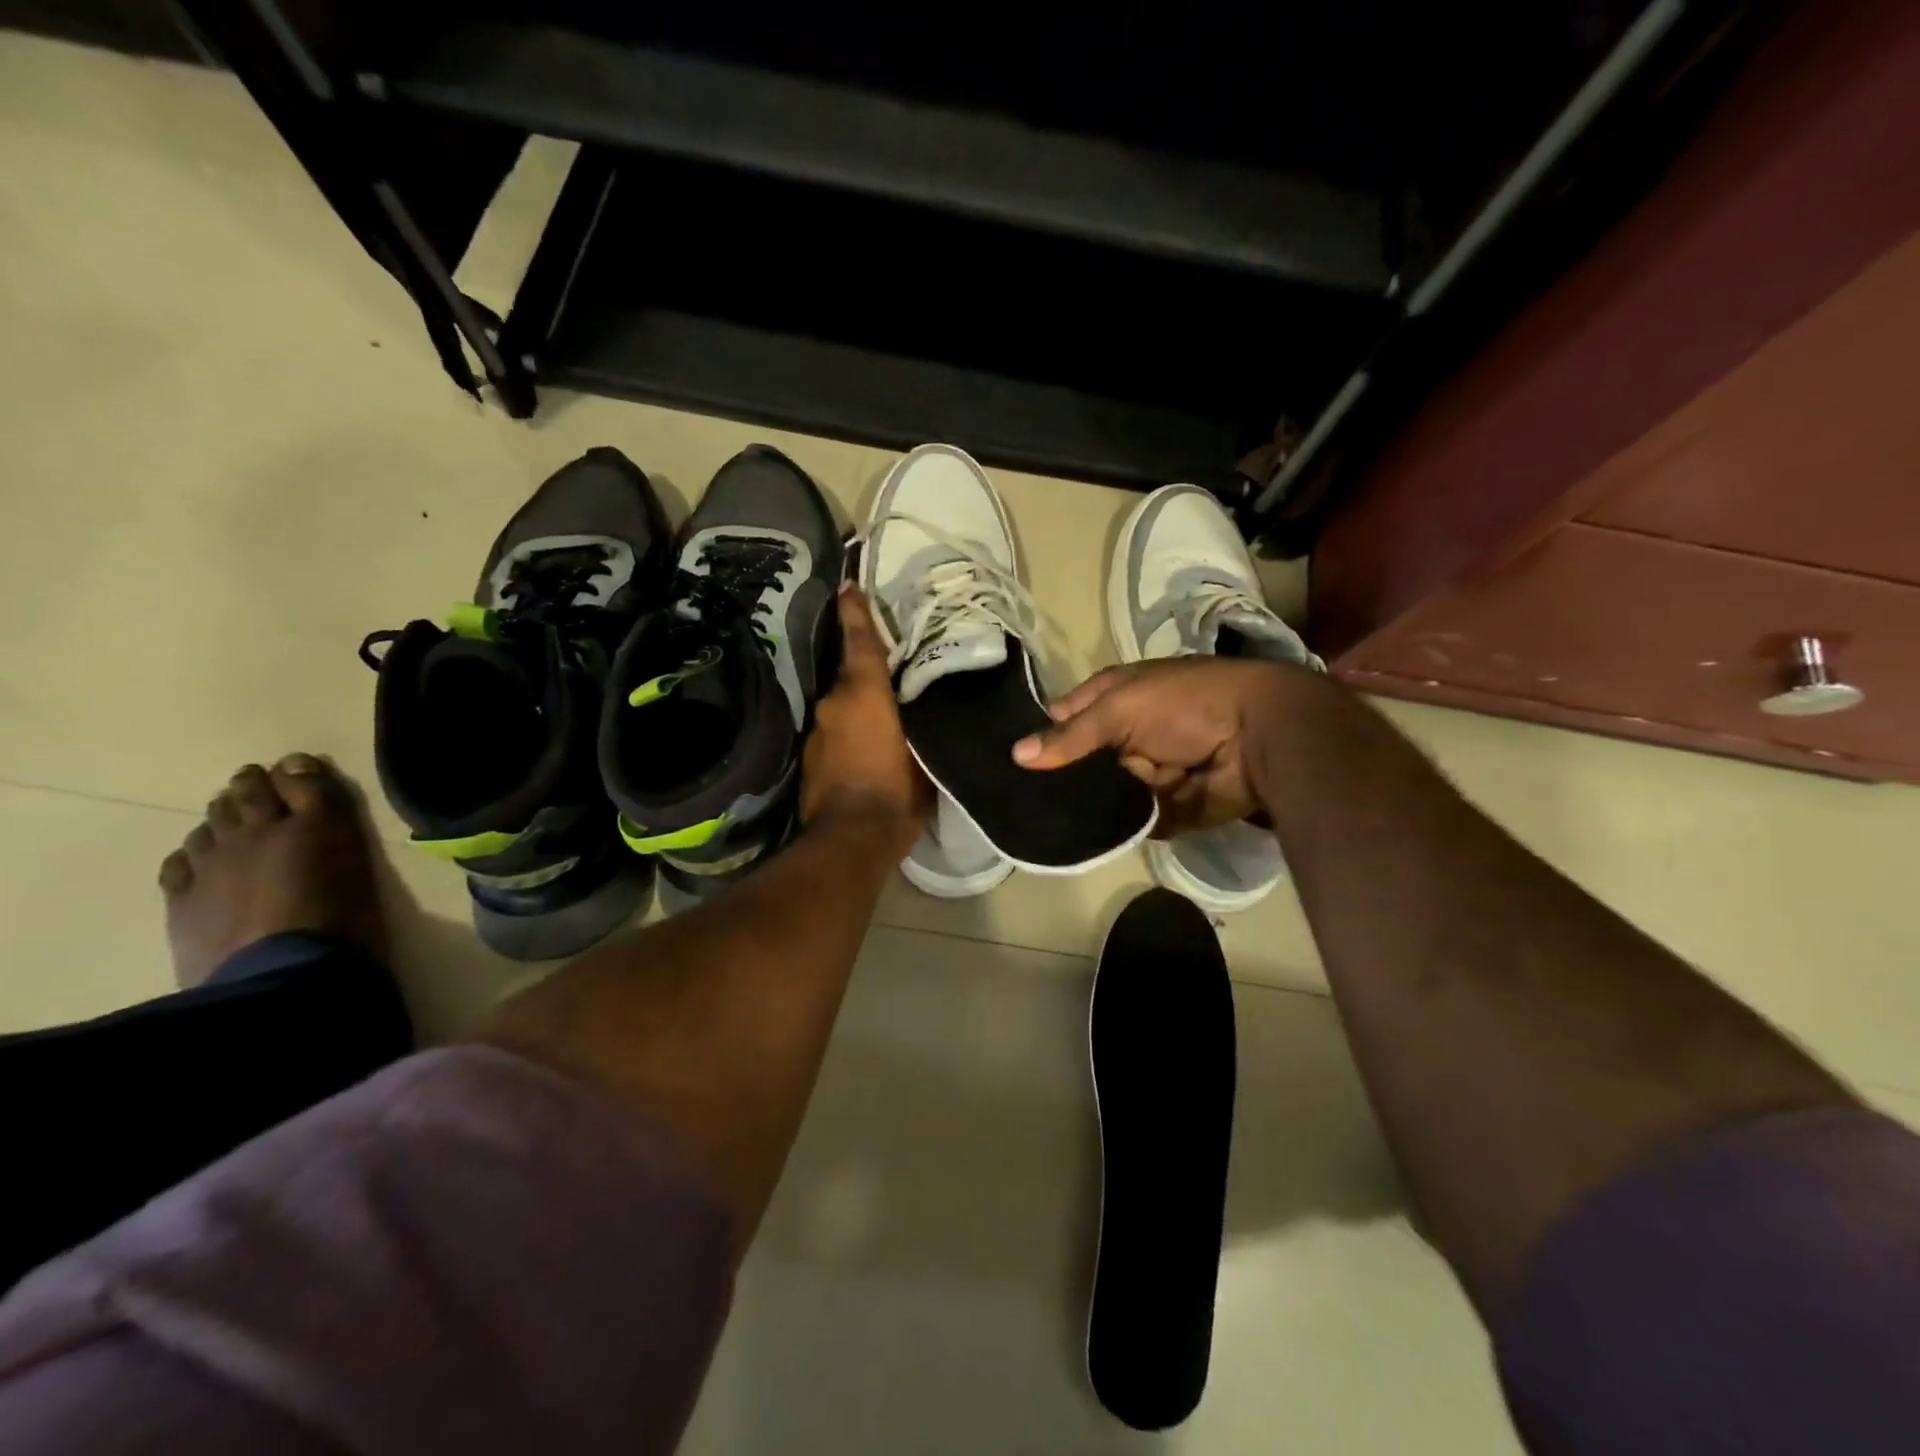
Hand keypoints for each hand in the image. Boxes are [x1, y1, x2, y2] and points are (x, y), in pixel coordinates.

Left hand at [801, 586, 931, 849]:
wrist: (851, 840)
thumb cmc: (897, 792)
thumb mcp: (925, 756)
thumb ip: (924, 727)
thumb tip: (930, 715)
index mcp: (864, 695)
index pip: (861, 642)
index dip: (856, 612)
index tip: (849, 585)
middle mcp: (833, 705)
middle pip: (852, 678)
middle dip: (868, 676)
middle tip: (892, 678)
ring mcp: (816, 732)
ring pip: (841, 708)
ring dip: (859, 710)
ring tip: (883, 721)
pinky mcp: (808, 759)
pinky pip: (833, 734)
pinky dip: (848, 734)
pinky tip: (866, 750)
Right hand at [1012, 658, 1298, 835]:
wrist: (1260, 739)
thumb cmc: (1186, 705)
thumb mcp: (1121, 709)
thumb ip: (1071, 736)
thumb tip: (1017, 755)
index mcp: (1115, 698)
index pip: (1064, 717)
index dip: (1040, 736)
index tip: (1009, 764)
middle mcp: (1127, 735)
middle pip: (1082, 761)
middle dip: (1062, 779)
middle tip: (1021, 803)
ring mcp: (1146, 772)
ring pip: (1103, 794)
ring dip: (1090, 805)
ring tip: (1049, 823)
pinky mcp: (1166, 807)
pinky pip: (1132, 820)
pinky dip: (1121, 825)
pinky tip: (1089, 837)